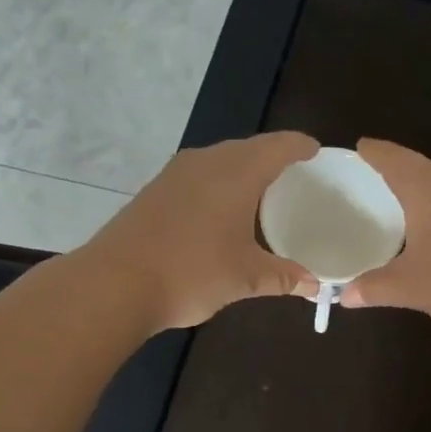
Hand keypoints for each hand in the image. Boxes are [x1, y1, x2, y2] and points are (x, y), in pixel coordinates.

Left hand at [79, 131, 319, 331]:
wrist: (115, 284)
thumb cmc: (192, 273)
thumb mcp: (245, 278)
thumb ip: (283, 277)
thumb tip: (314, 285)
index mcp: (236, 173)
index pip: (278, 146)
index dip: (300, 146)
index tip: (315, 151)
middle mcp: (205, 163)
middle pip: (247, 149)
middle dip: (272, 158)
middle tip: (293, 175)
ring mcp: (174, 175)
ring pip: (219, 161)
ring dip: (241, 171)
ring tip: (259, 193)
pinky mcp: (154, 192)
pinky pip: (197, 177)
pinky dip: (217, 186)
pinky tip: (219, 211)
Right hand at [339, 139, 430, 336]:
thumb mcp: (411, 288)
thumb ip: (375, 287)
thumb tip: (344, 296)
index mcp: (427, 185)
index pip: (392, 158)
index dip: (373, 153)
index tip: (361, 147)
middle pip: (422, 169)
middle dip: (401, 178)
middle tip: (380, 191)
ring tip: (413, 216)